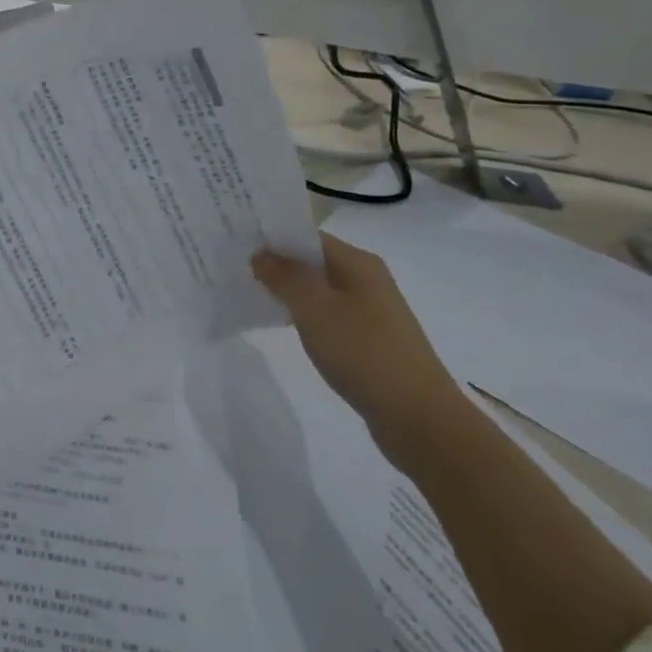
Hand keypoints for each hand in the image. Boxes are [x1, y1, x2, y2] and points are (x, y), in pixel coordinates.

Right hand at [251, 234, 465, 452]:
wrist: (417, 416)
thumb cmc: (362, 352)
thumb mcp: (314, 309)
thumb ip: (285, 277)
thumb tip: (262, 254)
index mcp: (358, 263)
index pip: (308, 236)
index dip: (273, 237)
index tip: (236, 243)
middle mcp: (367, 279)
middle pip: (313, 261)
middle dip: (276, 264)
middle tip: (234, 269)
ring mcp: (370, 310)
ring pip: (319, 289)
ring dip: (287, 290)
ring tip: (249, 294)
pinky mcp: (368, 338)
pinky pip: (327, 314)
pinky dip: (303, 314)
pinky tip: (281, 325)